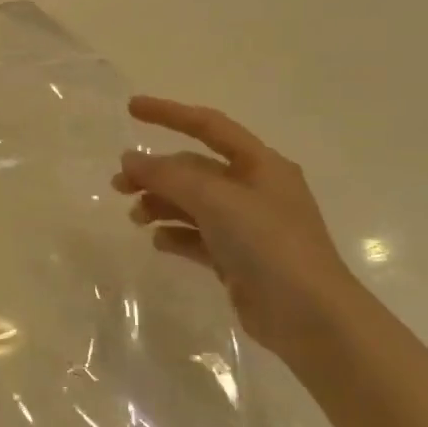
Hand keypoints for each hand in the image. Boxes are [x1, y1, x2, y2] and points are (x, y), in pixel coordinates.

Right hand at [112, 97, 366, 358]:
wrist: (309, 317)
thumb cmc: (268, 244)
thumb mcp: (215, 200)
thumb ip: (168, 176)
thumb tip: (129, 160)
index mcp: (260, 165)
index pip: (209, 126)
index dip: (169, 114)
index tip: (130, 109)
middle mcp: (255, 190)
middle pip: (194, 168)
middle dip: (155, 172)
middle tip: (118, 184)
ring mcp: (248, 226)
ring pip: (192, 203)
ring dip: (161, 204)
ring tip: (136, 218)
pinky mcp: (238, 259)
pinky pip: (198, 237)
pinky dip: (176, 235)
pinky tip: (159, 242)